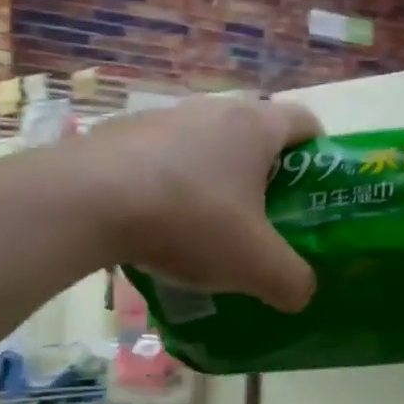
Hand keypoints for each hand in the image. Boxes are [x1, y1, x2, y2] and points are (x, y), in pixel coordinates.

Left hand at [79, 95, 321, 312]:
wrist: (85, 202)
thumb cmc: (189, 221)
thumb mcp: (255, 265)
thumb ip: (292, 282)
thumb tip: (302, 293)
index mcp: (254, 127)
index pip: (304, 122)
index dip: (318, 154)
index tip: (312, 192)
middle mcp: (211, 110)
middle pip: (253, 134)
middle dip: (263, 175)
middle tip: (262, 221)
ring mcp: (160, 117)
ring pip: (203, 146)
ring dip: (212, 180)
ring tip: (205, 229)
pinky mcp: (119, 135)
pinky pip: (160, 159)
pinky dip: (169, 186)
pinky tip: (156, 225)